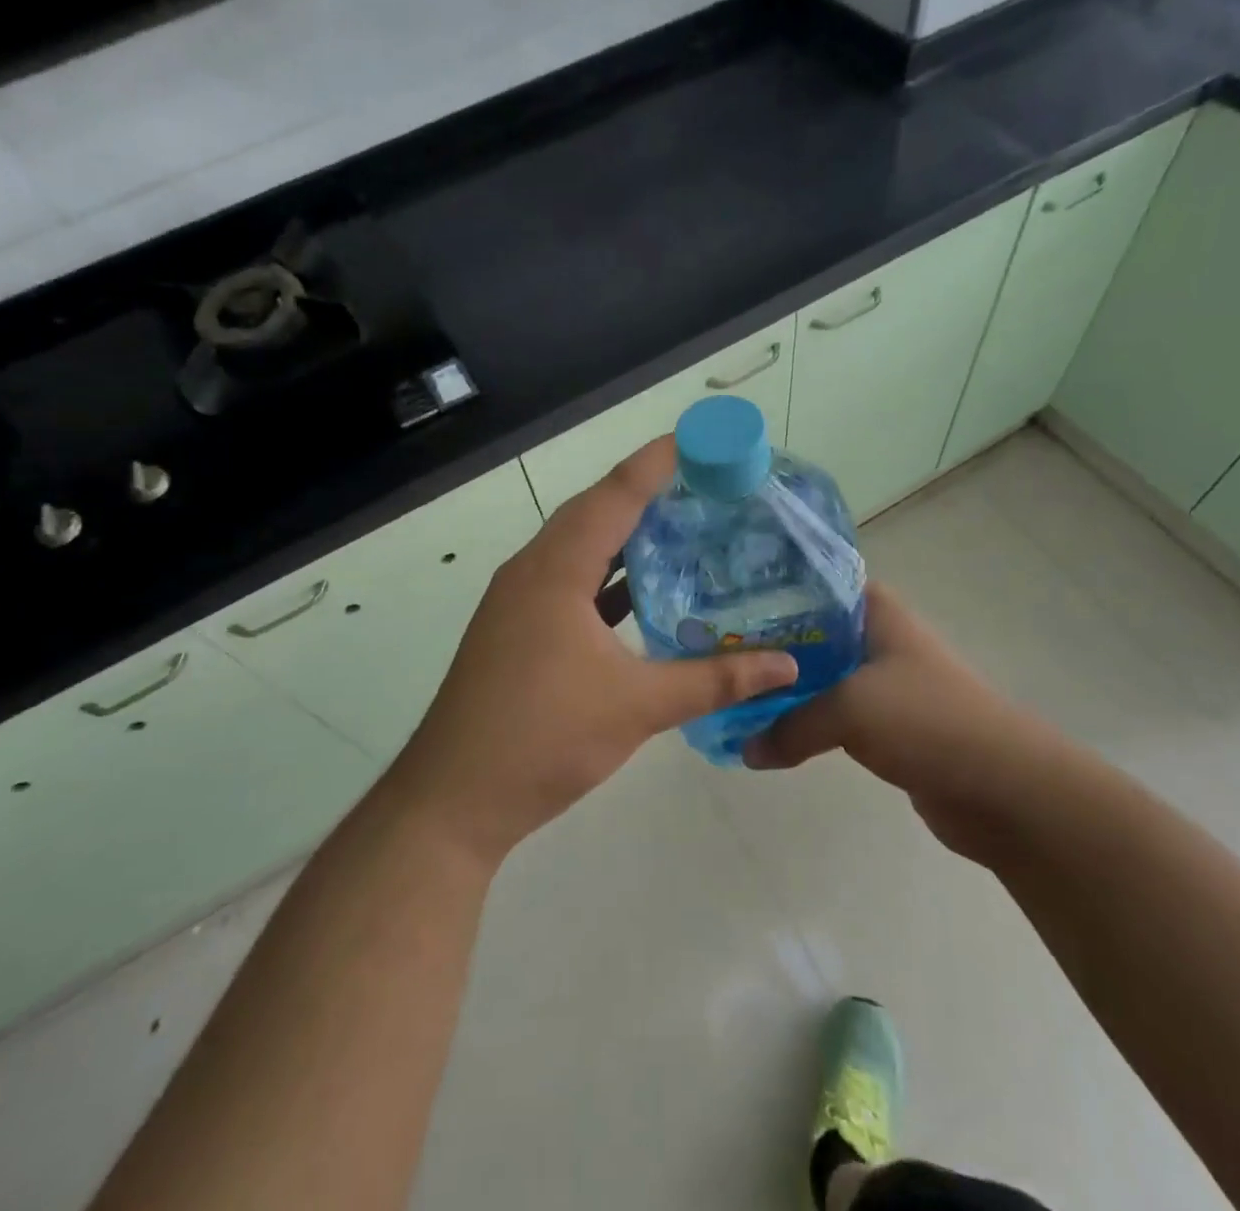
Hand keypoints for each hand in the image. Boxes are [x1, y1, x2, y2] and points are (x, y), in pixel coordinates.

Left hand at [388, 438, 798, 866]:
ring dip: (625, 536)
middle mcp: (532, 571)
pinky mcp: (516, 630)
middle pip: (594, 513)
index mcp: (556, 570)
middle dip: (646, 493)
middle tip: (703, 485)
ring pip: (579, 549)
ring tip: (681, 528)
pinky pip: (569, 583)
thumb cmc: (544, 738)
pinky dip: (607, 578)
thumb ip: (714, 680)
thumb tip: (786, 664)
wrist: (454, 799)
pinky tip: (642, 593)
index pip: (613, 496)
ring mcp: (518, 601)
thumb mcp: (637, 706)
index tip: (699, 440)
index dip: (656, 463)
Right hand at [742, 583, 1071, 859]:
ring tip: (730, 689)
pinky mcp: (885, 724)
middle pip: (809, 630)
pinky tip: (767, 729)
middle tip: (713, 650)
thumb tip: (745, 750)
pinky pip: (831, 714)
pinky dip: (803, 720)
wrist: (1005, 789)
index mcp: (875, 610)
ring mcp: (882, 681)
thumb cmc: (927, 721)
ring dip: (782, 687)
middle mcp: (876, 637)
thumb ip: (789, 725)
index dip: (769, 588)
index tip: (723, 601)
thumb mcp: (849, 710)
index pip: (812, 581)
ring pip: (818, 674)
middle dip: (766, 643)